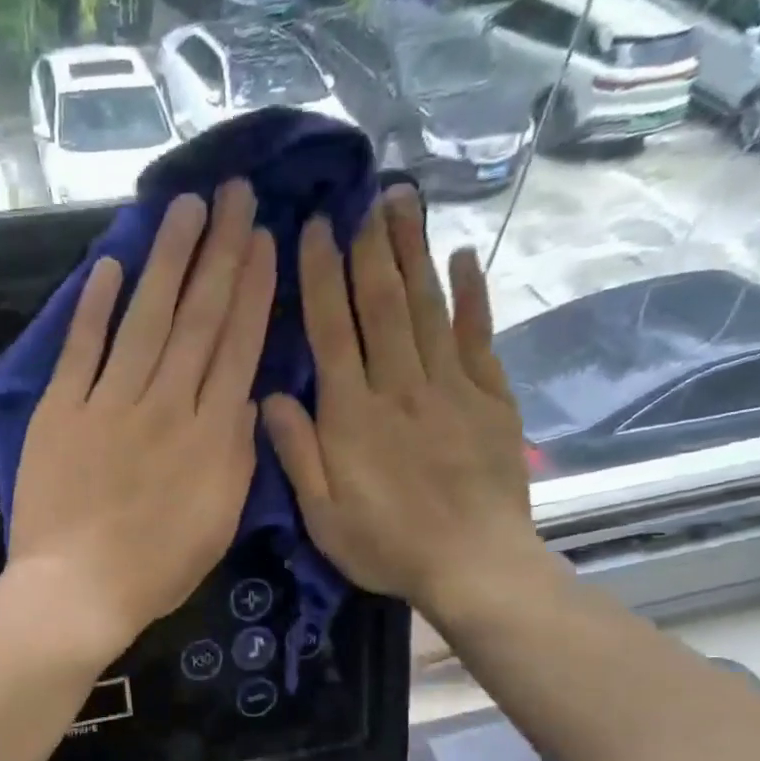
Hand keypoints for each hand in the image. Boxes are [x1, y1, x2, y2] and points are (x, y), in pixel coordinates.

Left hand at [7, 181, 275, 658]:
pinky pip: (81, 348)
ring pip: (145, 318)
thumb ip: (238, 454)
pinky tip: (110, 263)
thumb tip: (247, 396)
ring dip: (166, 259)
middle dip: (220, 251)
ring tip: (185, 208)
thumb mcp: (221, 520)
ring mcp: (109, 403)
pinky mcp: (61, 410)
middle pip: (198, 317)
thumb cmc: (156, 569)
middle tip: (235, 194)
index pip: (238, 345)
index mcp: (211, 435)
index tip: (265, 238)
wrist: (78, 590)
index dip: (253, 288)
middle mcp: (166, 404)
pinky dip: (94, 306)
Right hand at [261, 186, 551, 626]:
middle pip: (383, 305)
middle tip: (365, 196)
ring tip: (405, 203)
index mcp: (351, 415)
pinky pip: (478, 337)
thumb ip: (296, 452)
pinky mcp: (490, 399)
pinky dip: (471, 296)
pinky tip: (462, 260)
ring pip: (428, 308)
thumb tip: (269, 396)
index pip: (331, 331)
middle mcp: (400, 387)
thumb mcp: (321, 514)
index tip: (315, 229)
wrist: (473, 564)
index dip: (321, 278)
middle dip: (370, 248)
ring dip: (414, 253)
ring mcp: (450, 388)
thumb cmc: (385, 545)